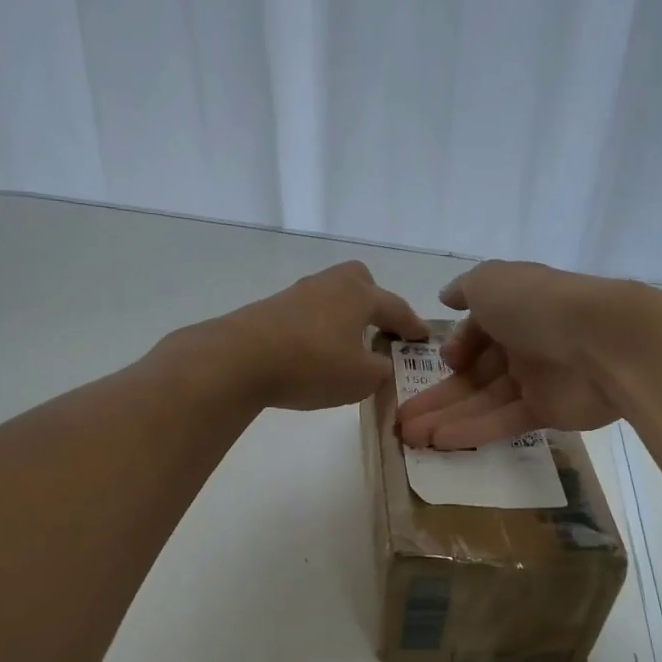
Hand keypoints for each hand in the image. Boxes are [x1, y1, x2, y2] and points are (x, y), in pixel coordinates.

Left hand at [188, 261, 429, 411]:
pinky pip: (307, 314)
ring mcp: (297, 294)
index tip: (423, 337)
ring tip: (346, 348)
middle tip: (380, 329)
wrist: (238, 359)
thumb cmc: (312, 364)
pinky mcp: (270, 310)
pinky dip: (317, 330)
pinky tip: (313, 354)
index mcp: (359, 295)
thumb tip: (381, 365)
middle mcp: (330, 285)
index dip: (412, 325)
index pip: (396, 307)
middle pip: (359, 282)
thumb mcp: (361, 379)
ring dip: (343, 318)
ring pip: (331, 298)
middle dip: (374, 302)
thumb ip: (381, 372)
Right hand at [397, 261, 648, 448]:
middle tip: (402, 420)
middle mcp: (523, 343)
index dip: (455, 348)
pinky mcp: (548, 412)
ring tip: (410, 439)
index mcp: (512, 309)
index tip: (442, 362)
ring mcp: (536, 379)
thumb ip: (464, 289)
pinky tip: (440, 443)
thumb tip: (446, 297)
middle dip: (437, 395)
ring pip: (482, 401)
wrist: (602, 341)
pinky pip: (504, 421)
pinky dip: (472, 430)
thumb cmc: (537, 304)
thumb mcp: (489, 281)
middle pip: (474, 373)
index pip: (477, 332)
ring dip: (445, 418)